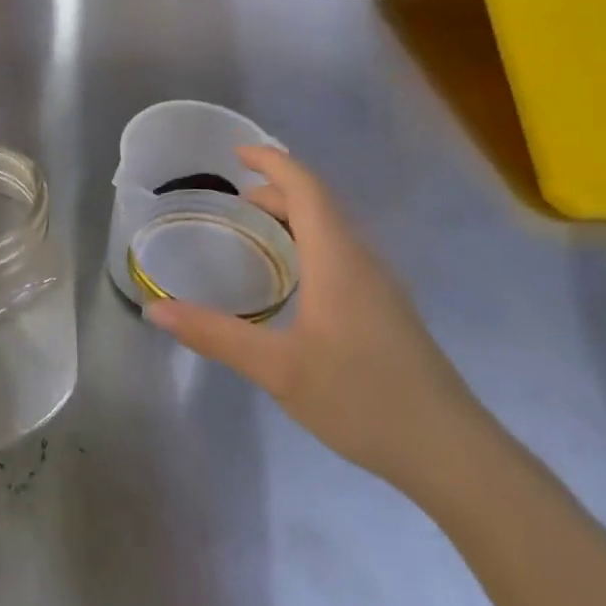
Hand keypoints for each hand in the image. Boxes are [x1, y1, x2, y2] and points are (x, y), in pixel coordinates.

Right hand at [146, 146, 478, 488]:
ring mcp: (381, 287)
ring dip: (294, 219)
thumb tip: (156, 308)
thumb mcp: (277, 368)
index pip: (306, 188)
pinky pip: (342, 257)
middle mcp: (363, 261)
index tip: (236, 154)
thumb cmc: (361, 398)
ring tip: (255, 235)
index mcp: (338, 259)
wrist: (449, 451)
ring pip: (334, 232)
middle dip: (276, 192)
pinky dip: (309, 246)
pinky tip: (293, 284)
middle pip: (319, 205)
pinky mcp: (387, 312)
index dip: (272, 163)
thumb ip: (215, 334)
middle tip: (232, 204)